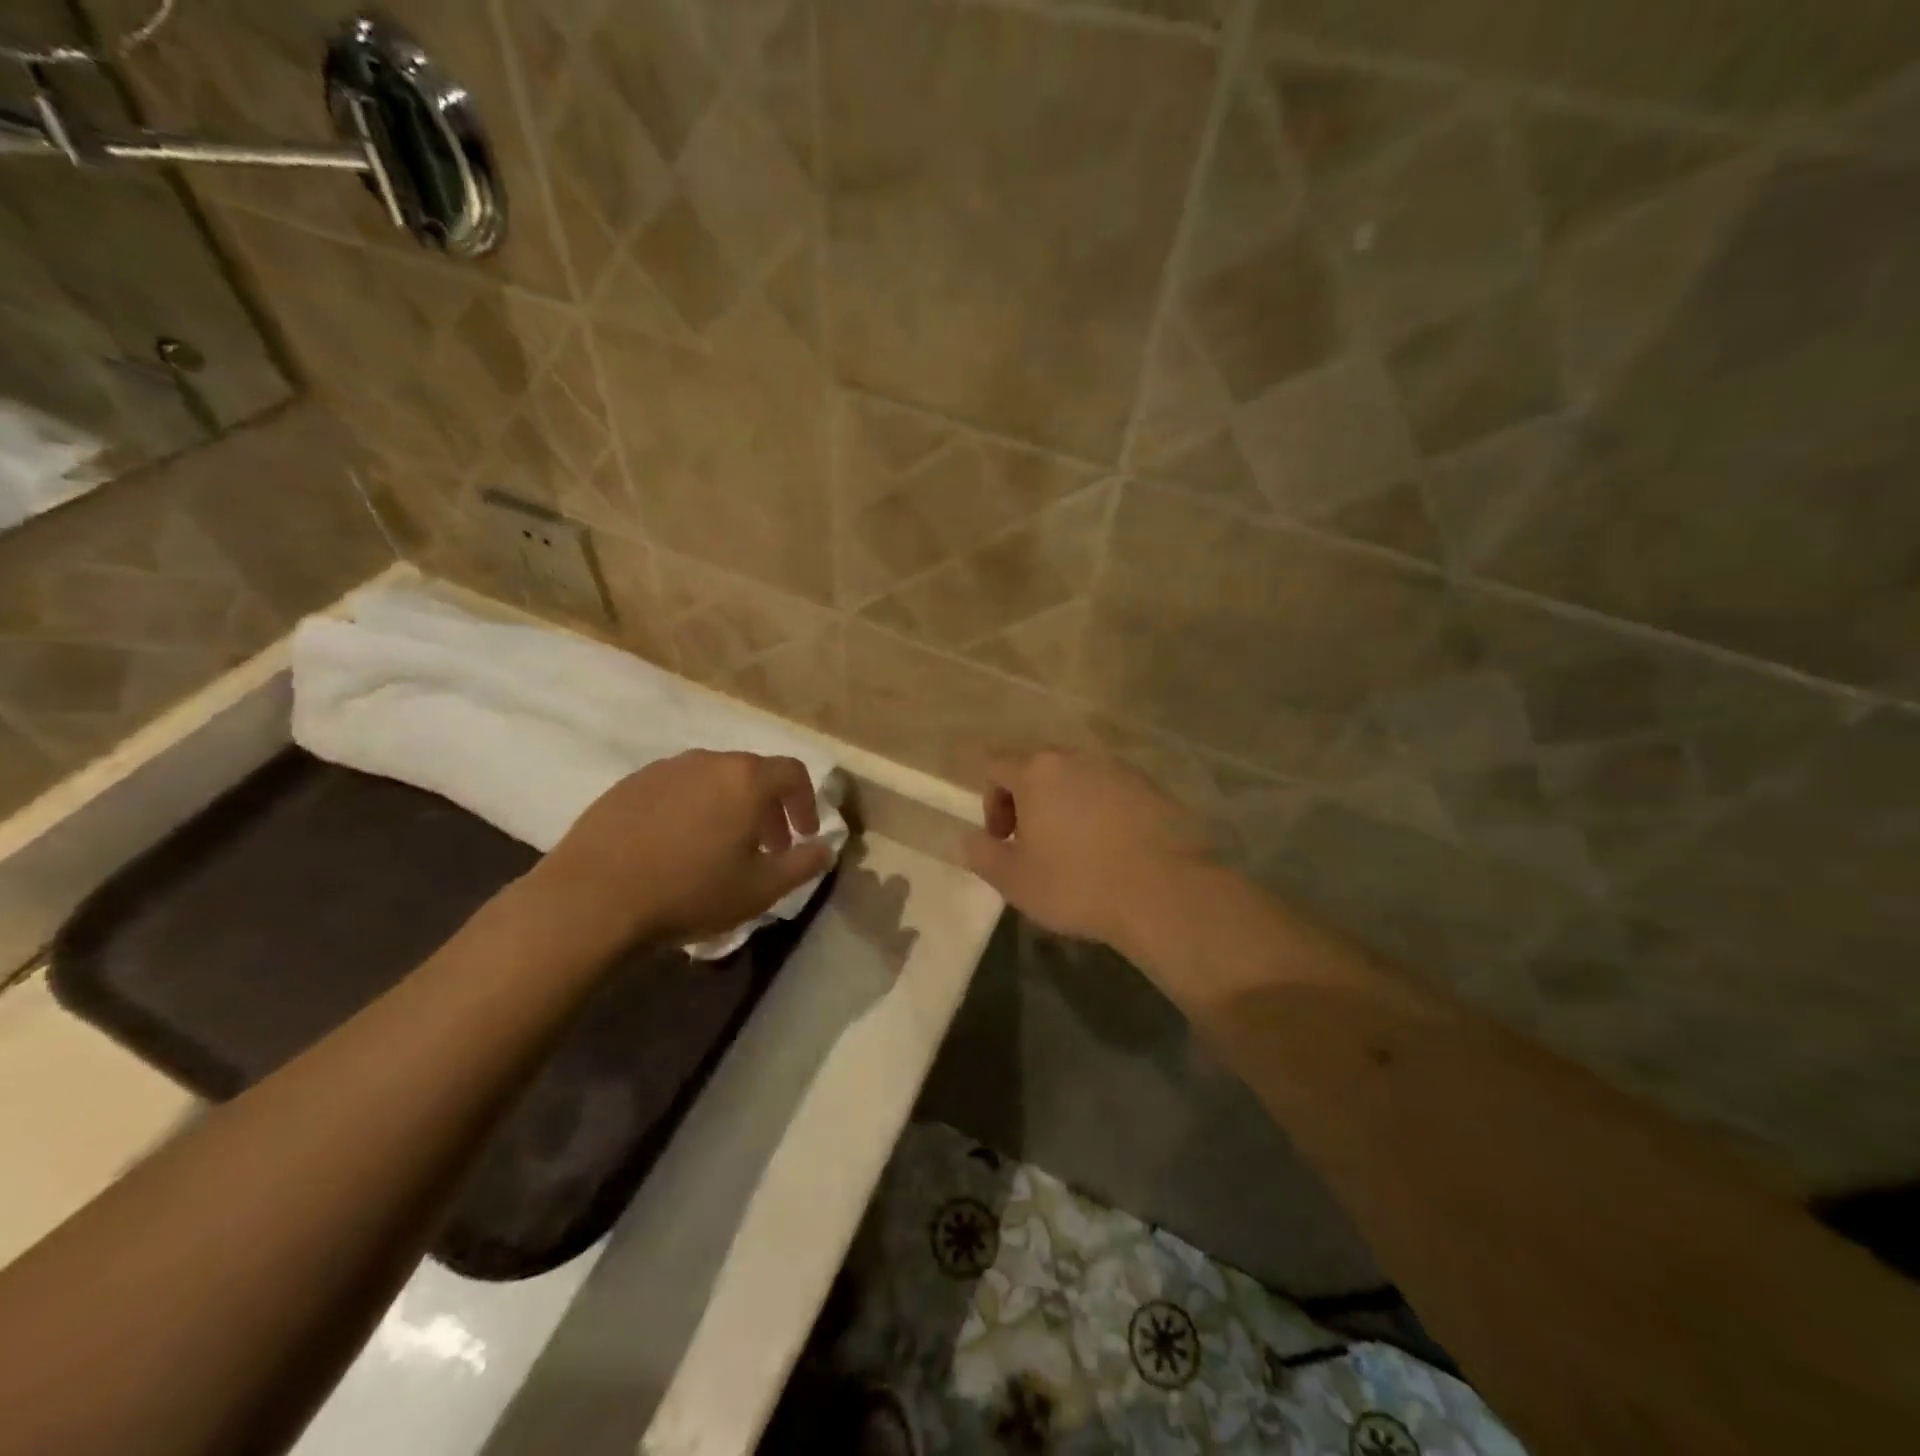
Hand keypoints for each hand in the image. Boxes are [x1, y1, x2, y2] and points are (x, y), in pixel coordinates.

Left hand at [522, 751, 833, 955]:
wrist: (591, 900)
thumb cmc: (690, 892)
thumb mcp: (760, 889)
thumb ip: (802, 865)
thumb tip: (826, 849)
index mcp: (745, 779)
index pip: (792, 773)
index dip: (805, 803)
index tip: (802, 836)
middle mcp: (707, 761)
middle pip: (751, 774)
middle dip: (767, 809)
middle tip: (766, 848)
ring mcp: (663, 769)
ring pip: (711, 780)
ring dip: (728, 807)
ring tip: (720, 848)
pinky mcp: (628, 785)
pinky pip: (675, 789)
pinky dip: (690, 809)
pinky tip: (675, 847)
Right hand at [963, 750, 1211, 950]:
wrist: (1165, 891)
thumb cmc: (1077, 883)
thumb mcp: (1013, 880)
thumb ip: (982, 854)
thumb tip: (970, 839)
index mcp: (1037, 771)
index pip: (996, 766)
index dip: (991, 801)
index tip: (1002, 839)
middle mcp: (1077, 758)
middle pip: (1039, 769)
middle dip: (1028, 802)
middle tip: (1034, 845)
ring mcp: (1119, 769)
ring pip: (1078, 780)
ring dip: (1066, 807)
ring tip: (1076, 850)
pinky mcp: (1153, 788)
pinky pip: (1112, 793)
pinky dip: (1102, 813)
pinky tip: (1112, 851)